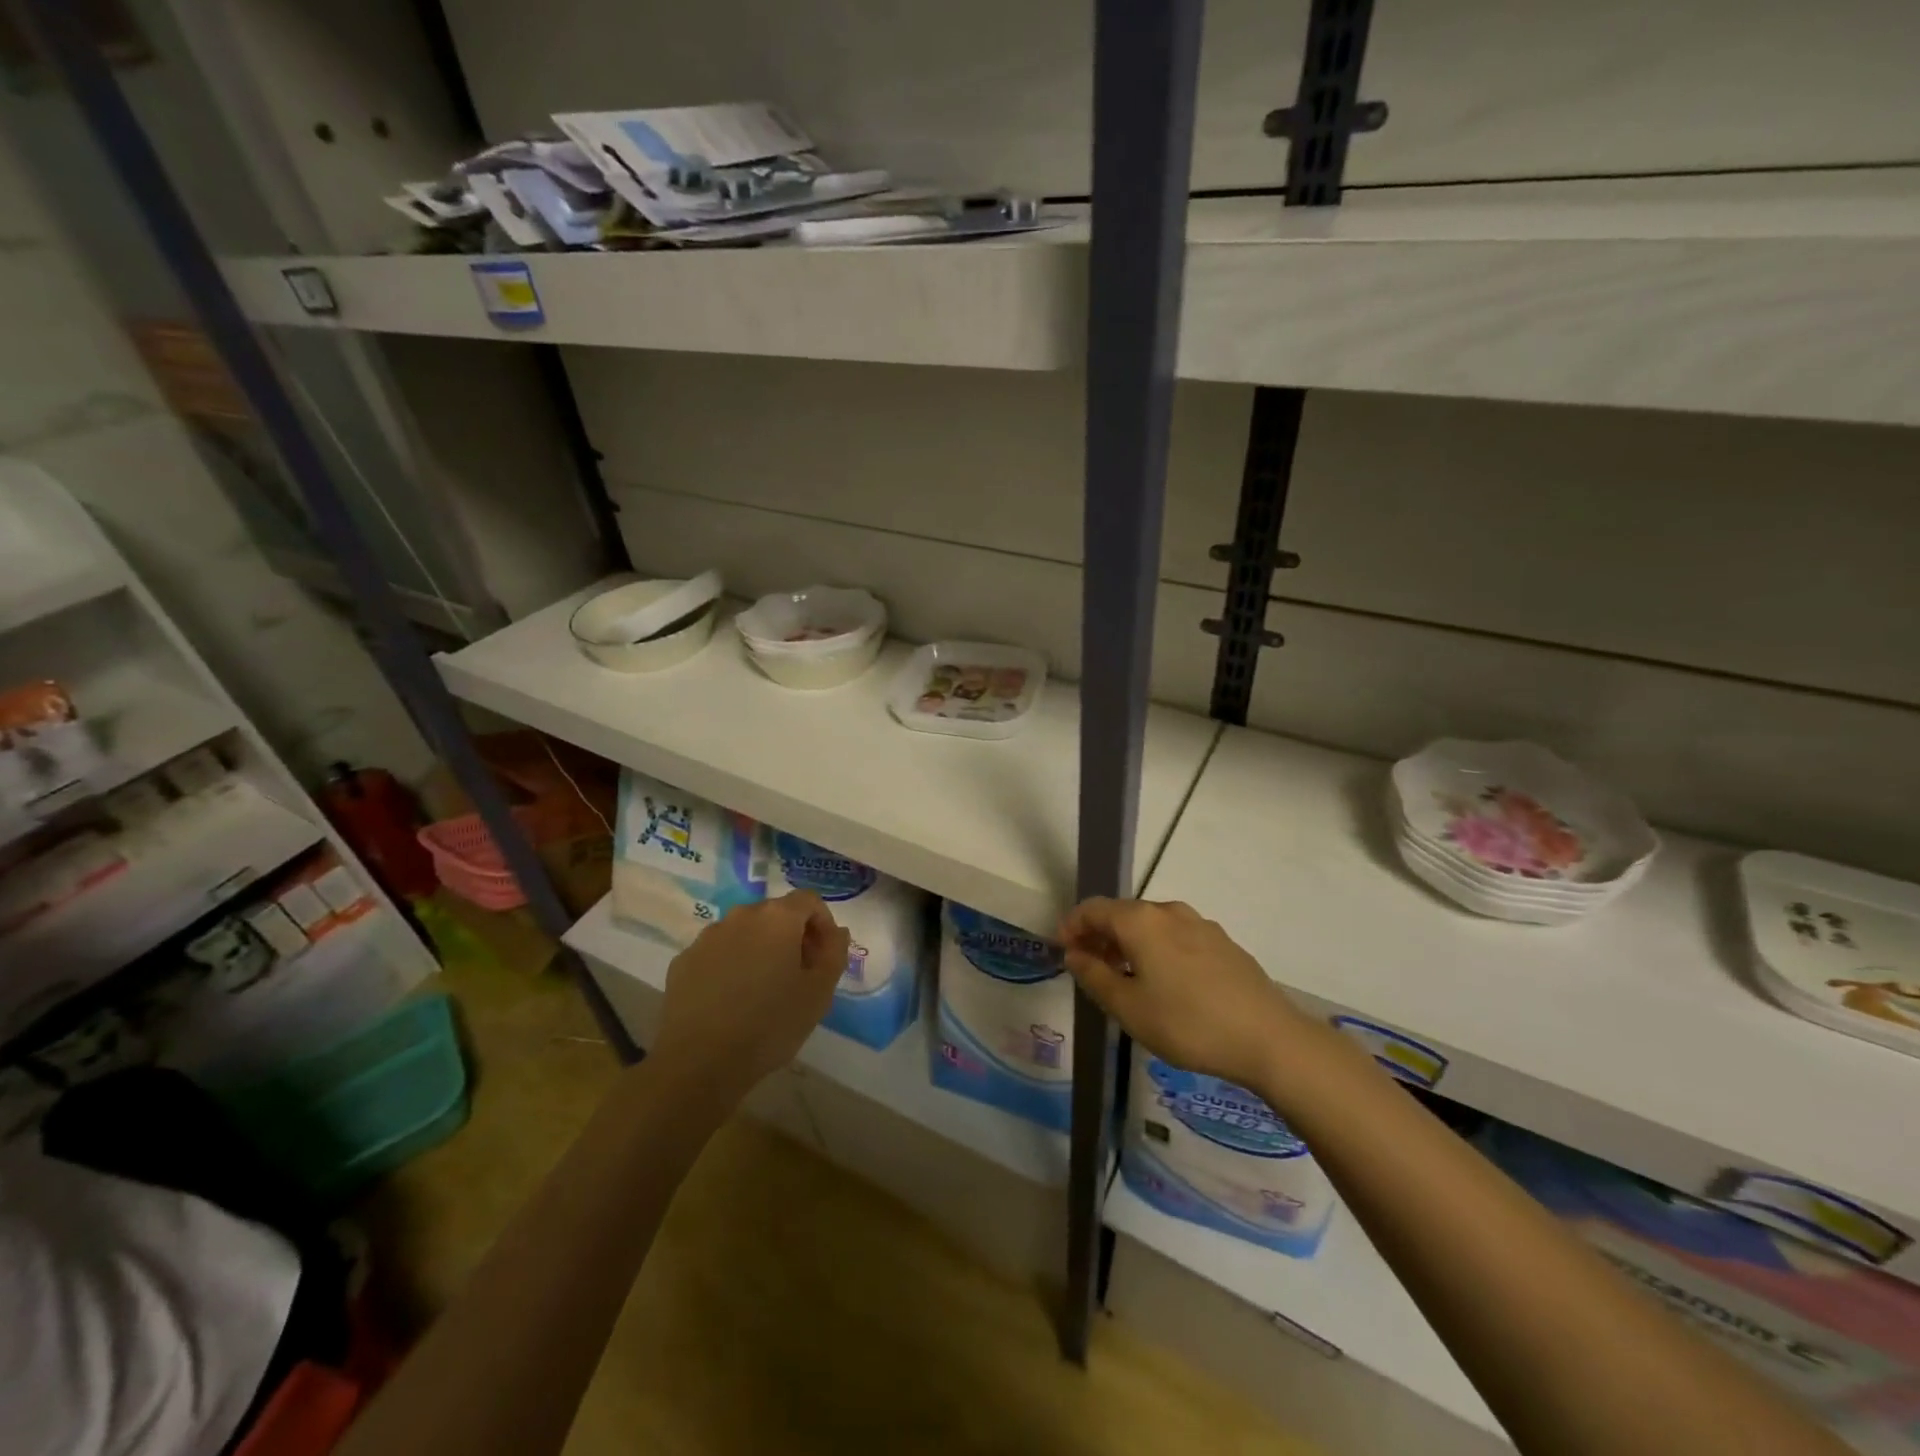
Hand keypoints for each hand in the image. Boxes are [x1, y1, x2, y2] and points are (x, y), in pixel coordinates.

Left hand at [650, 892, 849, 1103]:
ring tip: (763, 989)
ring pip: (744, 932)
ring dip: (760, 949)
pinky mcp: (683, 961)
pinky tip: (731, 1000)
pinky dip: (730, 965)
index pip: (809, 900)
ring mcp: (707, 937)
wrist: (699, 1062)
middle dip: (792, 936)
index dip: (823, 923)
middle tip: (800, 974)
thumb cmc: (770, 1024)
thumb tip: (836, 932)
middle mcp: (741, 915)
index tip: (825, 955)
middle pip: (775, 914)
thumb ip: (835, 953)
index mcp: (777, 918)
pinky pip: (717, 953)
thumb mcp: (819, 992)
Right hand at [1058, 897, 1312, 1087]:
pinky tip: (1164, 983)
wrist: (1269, 1039)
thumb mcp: (1129, 1008)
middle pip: (1123, 913)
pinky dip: (1157, 949)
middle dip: (1100, 936)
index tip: (1063, 952)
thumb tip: (1075, 954)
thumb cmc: (1188, 1023)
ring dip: (1129, 943)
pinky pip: (1176, 936)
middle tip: (1089, 968)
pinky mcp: (1223, 943)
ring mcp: (1200, 924)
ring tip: (1124, 978)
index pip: (1093, 908)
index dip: (1072, 926)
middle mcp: (1169, 911)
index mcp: (1141, 921)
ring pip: (1151, 925)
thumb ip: (1094, 976)